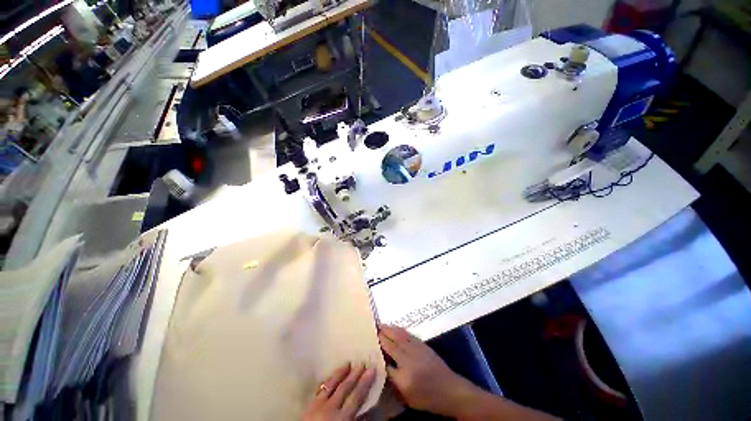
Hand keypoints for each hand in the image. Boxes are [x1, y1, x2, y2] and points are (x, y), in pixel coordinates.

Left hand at [302, 362, 375, 420]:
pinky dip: (327, 381)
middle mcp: (330, 407)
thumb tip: (368, 409)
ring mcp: (318, 405)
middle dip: (355, 374)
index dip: (365, 382)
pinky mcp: (308, 405)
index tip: (371, 368)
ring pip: (331, 384)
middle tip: (362, 362)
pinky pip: (320, 388)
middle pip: (345, 387)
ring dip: (340, 373)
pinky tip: (330, 377)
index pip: (356, 396)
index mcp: (341, 417)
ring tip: (347, 363)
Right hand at [378, 325, 474, 415]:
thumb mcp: (407, 398)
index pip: (385, 363)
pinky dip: (398, 329)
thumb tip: (383, 365)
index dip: (377, 353)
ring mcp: (417, 350)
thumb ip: (394, 382)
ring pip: (399, 336)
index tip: (369, 345)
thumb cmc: (427, 398)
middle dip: (381, 336)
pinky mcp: (422, 345)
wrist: (450, 390)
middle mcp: (409, 361)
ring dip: (389, 329)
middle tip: (372, 329)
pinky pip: (407, 334)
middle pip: (391, 345)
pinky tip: (393, 327)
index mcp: (404, 379)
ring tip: (380, 325)